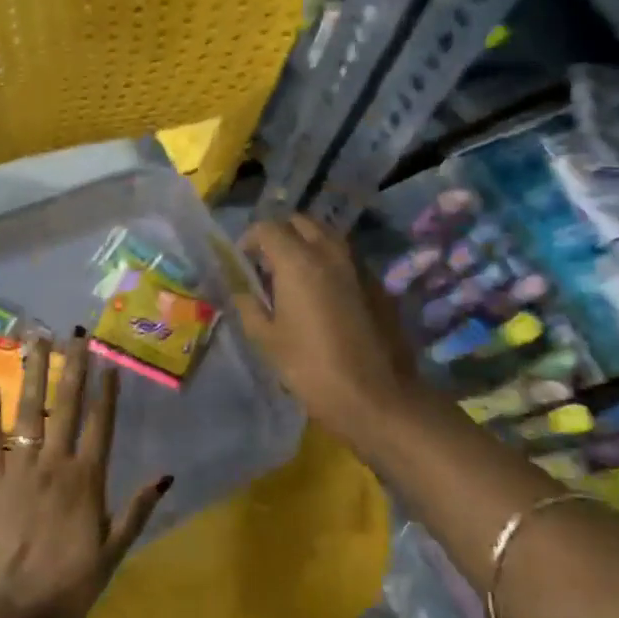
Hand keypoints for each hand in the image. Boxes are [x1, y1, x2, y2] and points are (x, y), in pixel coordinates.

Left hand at [0, 331, 169, 617]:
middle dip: (72, 367)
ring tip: (37, 341)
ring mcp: (16, 469)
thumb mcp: (112, 555)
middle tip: (76, 334)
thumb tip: (165, 475)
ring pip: (27, 412)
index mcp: (86, 479)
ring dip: (34, 374)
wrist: (5, 613)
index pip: (100, 424)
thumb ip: (136, 512)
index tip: (108, 362)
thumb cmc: (65, 588)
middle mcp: (52, 463)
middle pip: (65, 406)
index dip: (106, 392)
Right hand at [237, 215, 423, 440]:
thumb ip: (249, 305)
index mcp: (298, 261)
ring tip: (295, 276)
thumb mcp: (267, 339)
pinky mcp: (377, 283)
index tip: (243, 262)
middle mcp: (330, 252)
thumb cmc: (311, 368)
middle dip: (281, 234)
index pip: (268, 227)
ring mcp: (358, 265)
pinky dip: (329, 263)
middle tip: (268, 264)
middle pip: (302, 222)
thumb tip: (241, 289)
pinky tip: (324, 295)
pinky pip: (347, 259)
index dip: (250, 240)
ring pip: (328, 236)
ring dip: (308, 245)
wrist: (375, 395)